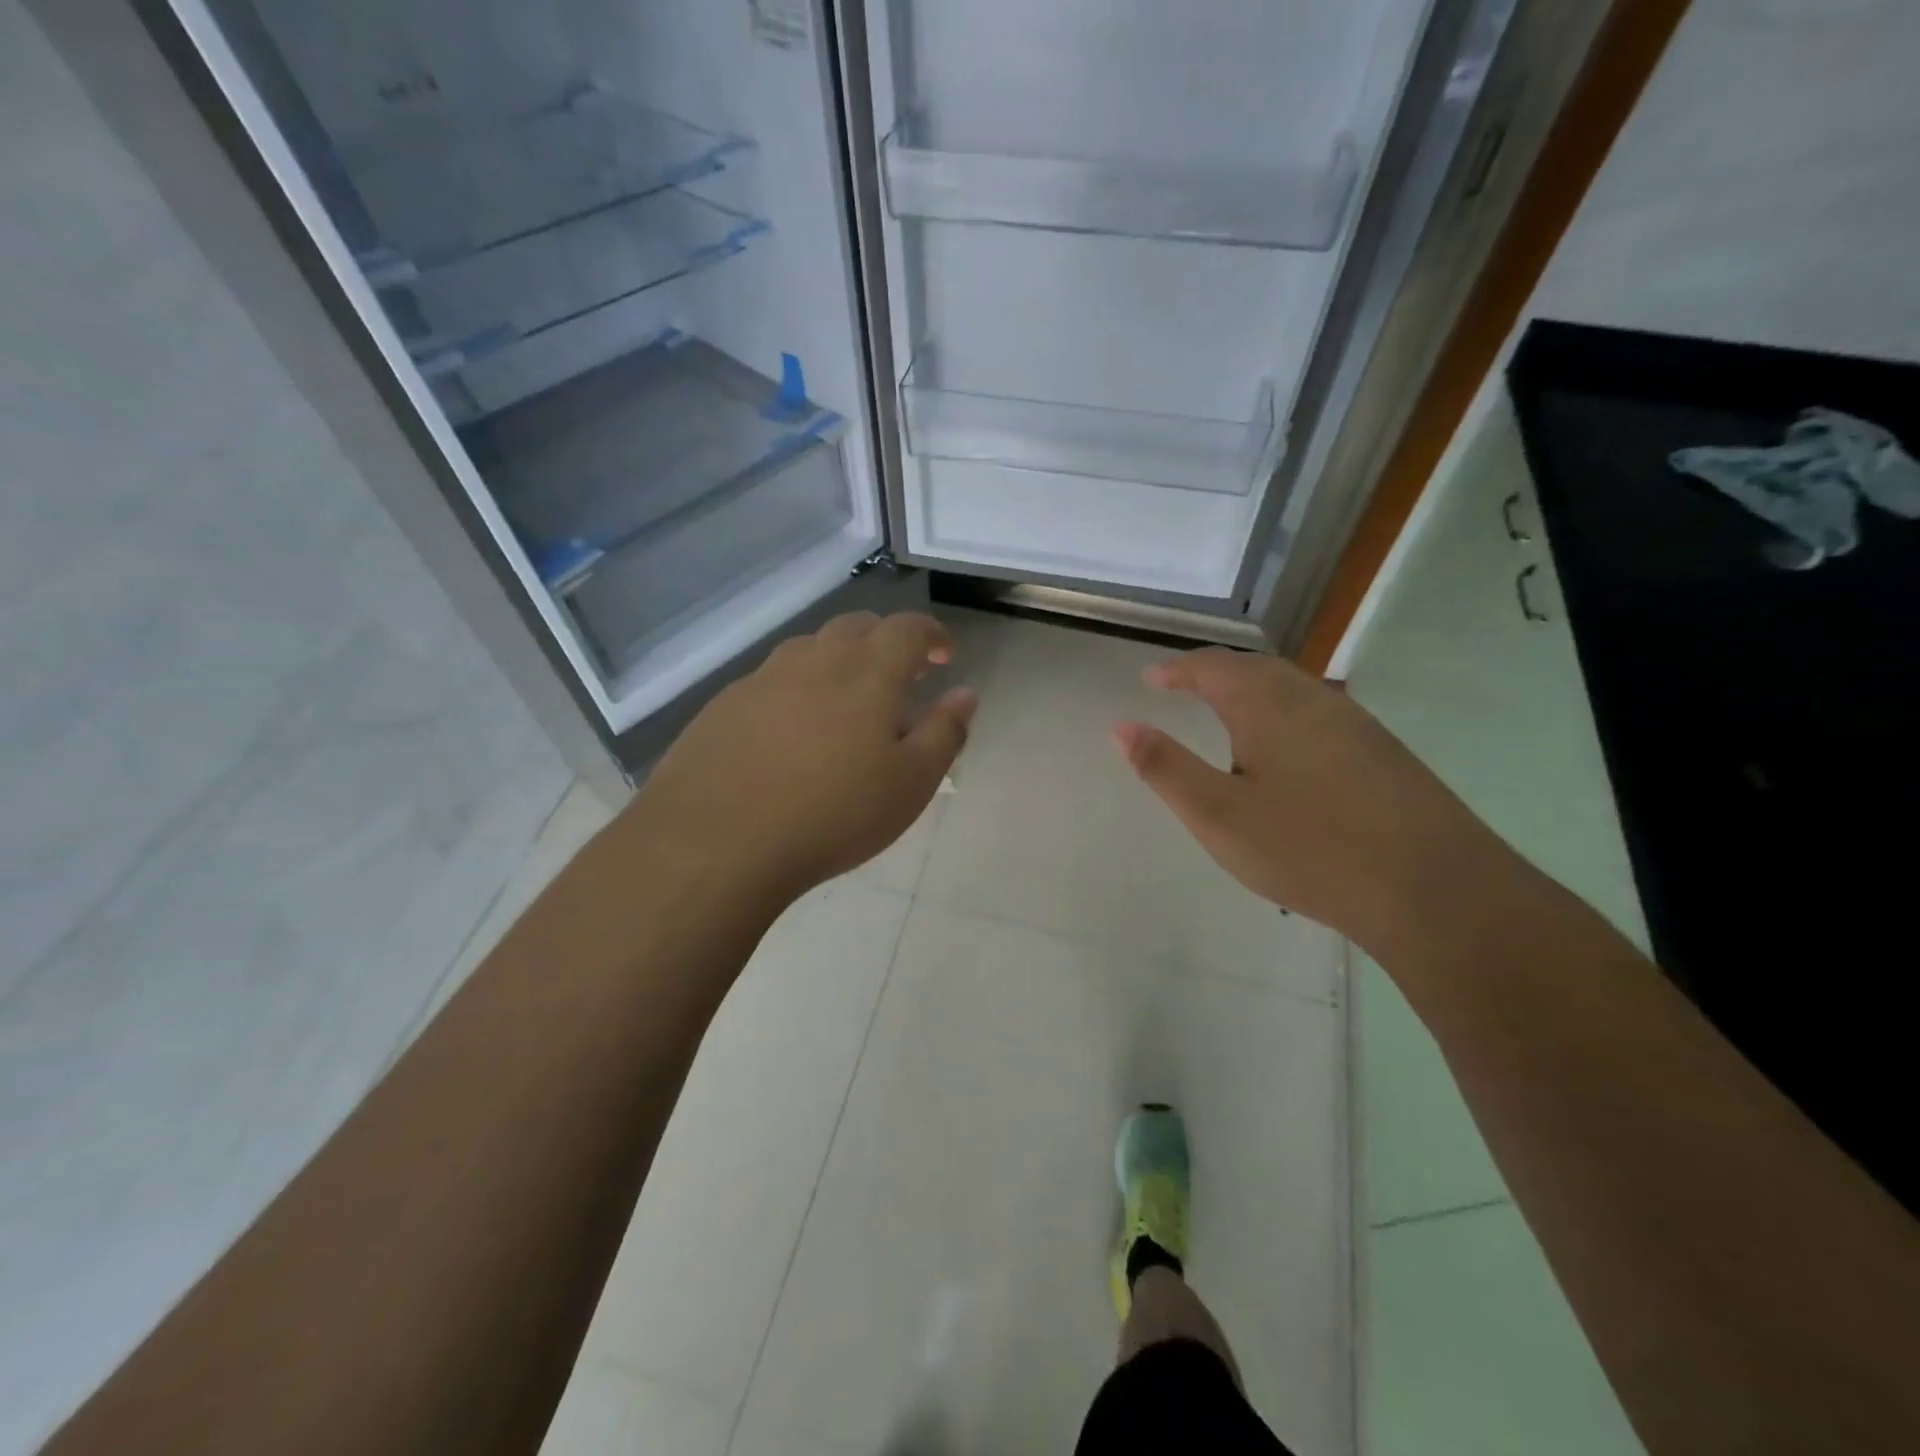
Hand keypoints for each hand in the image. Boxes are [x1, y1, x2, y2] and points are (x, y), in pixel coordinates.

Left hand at [635, 612, 975, 902]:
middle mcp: (814, 660)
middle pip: (857, 627)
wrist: (716, 842)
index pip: (908, 628)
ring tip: (846, 703)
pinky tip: (791, 732)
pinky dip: (797, 689)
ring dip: (839, 661)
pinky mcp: (724, 704)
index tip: (943, 655)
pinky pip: (772, 680)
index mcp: (867, 672)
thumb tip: (964, 694)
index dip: (932, 634)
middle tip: (899, 677)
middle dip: (886, 641)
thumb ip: (944, 733)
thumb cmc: (832, 815)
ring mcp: (762, 678)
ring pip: (810, 650)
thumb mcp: (910, 784)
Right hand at [1113, 649, 1508, 948]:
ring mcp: (1357, 724)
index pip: (1213, 667)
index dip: (1178, 670)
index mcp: (1267, 705)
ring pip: (1293, 690)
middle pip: (1256, 669)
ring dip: (1252, 691)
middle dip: (1215, 672)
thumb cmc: (1309, 848)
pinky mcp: (1384, 753)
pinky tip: (1287, 752)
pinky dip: (1284, 714)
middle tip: (1184, 687)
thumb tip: (1121, 727)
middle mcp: (1314, 700)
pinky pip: (1319, 714)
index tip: (1152, 679)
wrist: (1435, 890)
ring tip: (1228, 714)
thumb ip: (1165, 768)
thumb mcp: (1217, 815)